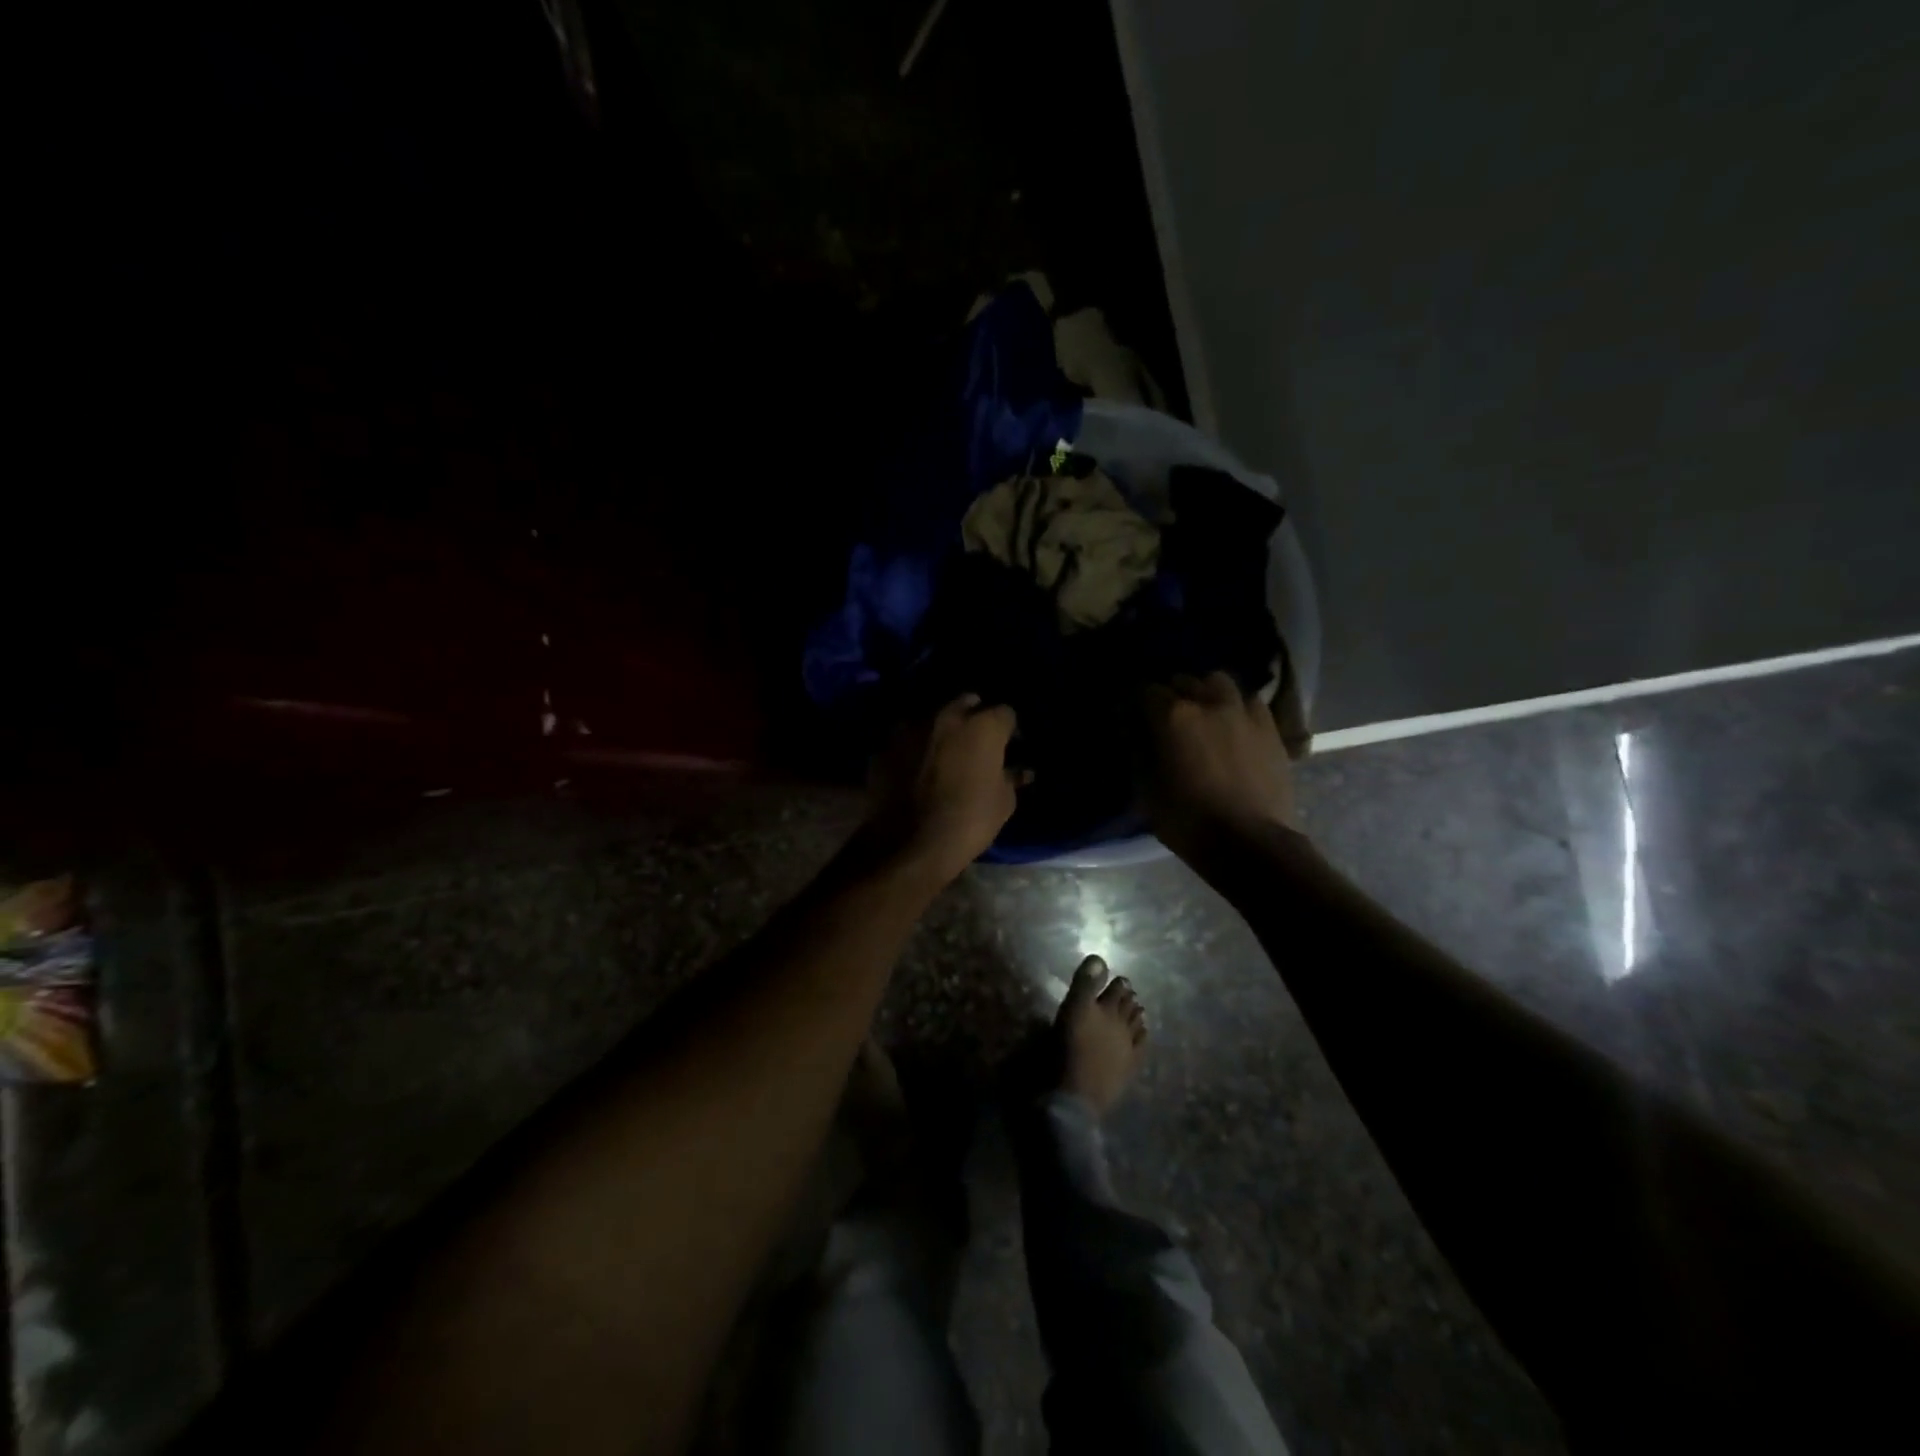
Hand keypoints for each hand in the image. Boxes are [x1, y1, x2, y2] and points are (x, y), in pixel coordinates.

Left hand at [863, 694, 1021, 885]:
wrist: (910, 845)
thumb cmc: (968, 822)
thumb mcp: (1003, 803)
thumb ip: (1011, 778)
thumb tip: (1020, 770)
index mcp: (982, 726)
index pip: (1005, 713)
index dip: (1009, 730)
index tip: (1010, 747)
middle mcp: (945, 716)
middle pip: (966, 702)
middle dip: (974, 717)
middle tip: (977, 744)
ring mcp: (909, 728)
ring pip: (931, 717)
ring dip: (940, 730)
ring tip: (943, 754)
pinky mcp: (884, 747)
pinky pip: (905, 741)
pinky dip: (913, 750)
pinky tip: (914, 770)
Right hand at [1144, 672, 1296, 860]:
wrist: (1251, 843)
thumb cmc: (1189, 821)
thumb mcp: (1147, 790)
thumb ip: (1138, 751)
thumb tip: (1133, 729)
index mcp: (1173, 716)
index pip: (1145, 690)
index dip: (1134, 700)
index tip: (1131, 714)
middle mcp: (1208, 702)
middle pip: (1182, 680)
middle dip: (1170, 693)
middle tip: (1164, 715)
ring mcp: (1243, 711)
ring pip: (1218, 681)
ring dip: (1205, 691)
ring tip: (1202, 711)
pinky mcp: (1269, 726)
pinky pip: (1248, 700)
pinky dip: (1235, 705)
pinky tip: (1232, 723)